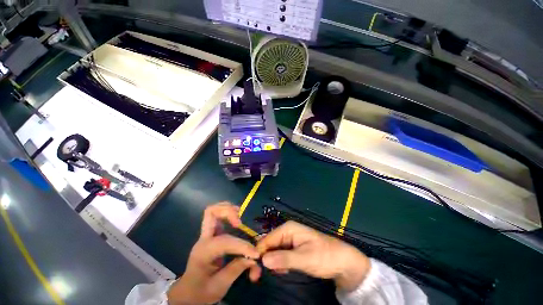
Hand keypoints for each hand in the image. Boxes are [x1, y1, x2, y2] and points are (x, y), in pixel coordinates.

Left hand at [167, 203, 261, 304]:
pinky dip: (228, 214)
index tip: (254, 254)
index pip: (224, 241)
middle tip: (240, 222)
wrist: (187, 294)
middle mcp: (204, 239)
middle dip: (228, 212)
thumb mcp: (219, 286)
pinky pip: (218, 217)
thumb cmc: (200, 292)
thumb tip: (253, 259)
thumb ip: (237, 269)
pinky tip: (237, 220)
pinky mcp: (211, 235)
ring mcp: (206, 235)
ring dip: (228, 210)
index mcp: (203, 252)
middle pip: (211, 212)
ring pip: (214, 211)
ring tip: (240, 217)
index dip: (242, 245)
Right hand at [257, 221, 370, 291]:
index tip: (253, 270)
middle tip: (258, 276)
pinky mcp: (292, 248)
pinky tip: (283, 270)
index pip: (267, 239)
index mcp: (288, 228)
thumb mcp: (305, 258)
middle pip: (269, 244)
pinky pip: (280, 254)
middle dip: (264, 258)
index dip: (259, 252)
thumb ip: (284, 258)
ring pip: (273, 250)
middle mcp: (286, 231)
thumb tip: (263, 260)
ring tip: (276, 273)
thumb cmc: (324, 256)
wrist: (342, 261)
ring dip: (271, 262)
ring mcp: (289, 239)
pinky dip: (279, 263)